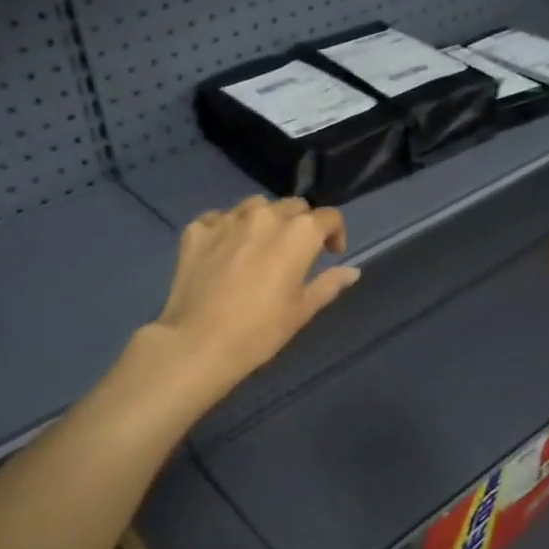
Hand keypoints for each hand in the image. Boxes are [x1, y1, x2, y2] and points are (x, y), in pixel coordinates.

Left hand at [147, 196, 360, 395]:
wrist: (199, 343)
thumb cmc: (260, 331)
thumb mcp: (301, 310)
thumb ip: (328, 284)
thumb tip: (351, 271)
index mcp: (298, 233)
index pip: (328, 217)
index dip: (334, 232)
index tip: (331, 253)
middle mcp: (264, 216)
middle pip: (292, 206)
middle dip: (300, 224)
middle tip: (294, 252)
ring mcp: (227, 219)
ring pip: (255, 206)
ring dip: (264, 220)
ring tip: (259, 246)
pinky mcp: (197, 229)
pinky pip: (219, 218)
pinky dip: (228, 229)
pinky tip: (225, 252)